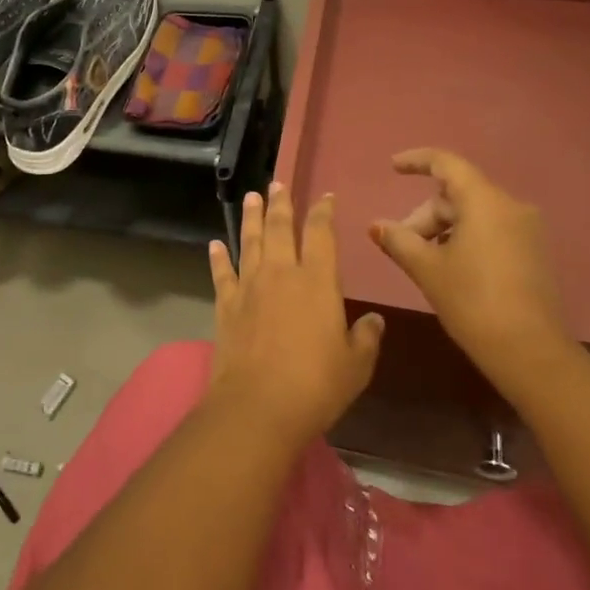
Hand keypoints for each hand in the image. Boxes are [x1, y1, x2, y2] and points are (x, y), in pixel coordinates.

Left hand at [206, 183, 383, 446]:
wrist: (258, 405)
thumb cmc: (316, 385)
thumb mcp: (356, 365)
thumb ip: (365, 338)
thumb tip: (374, 320)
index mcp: (318, 281)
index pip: (321, 234)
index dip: (323, 212)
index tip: (325, 197)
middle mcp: (282, 273)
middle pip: (280, 228)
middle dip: (281, 204)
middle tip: (277, 184)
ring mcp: (250, 286)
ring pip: (250, 241)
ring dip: (251, 217)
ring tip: (251, 197)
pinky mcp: (226, 304)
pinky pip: (222, 273)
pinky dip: (218, 257)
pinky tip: (215, 244)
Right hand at [368, 149, 574, 396]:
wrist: (532, 354)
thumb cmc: (473, 302)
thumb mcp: (427, 268)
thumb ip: (398, 240)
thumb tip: (376, 225)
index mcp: (485, 202)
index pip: (447, 164)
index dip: (417, 161)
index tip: (393, 167)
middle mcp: (511, 207)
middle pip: (457, 195)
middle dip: (425, 215)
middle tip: (402, 244)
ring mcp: (527, 231)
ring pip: (474, 215)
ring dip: (443, 230)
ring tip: (423, 261)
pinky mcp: (534, 254)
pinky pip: (492, 231)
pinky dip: (465, 239)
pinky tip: (450, 269)